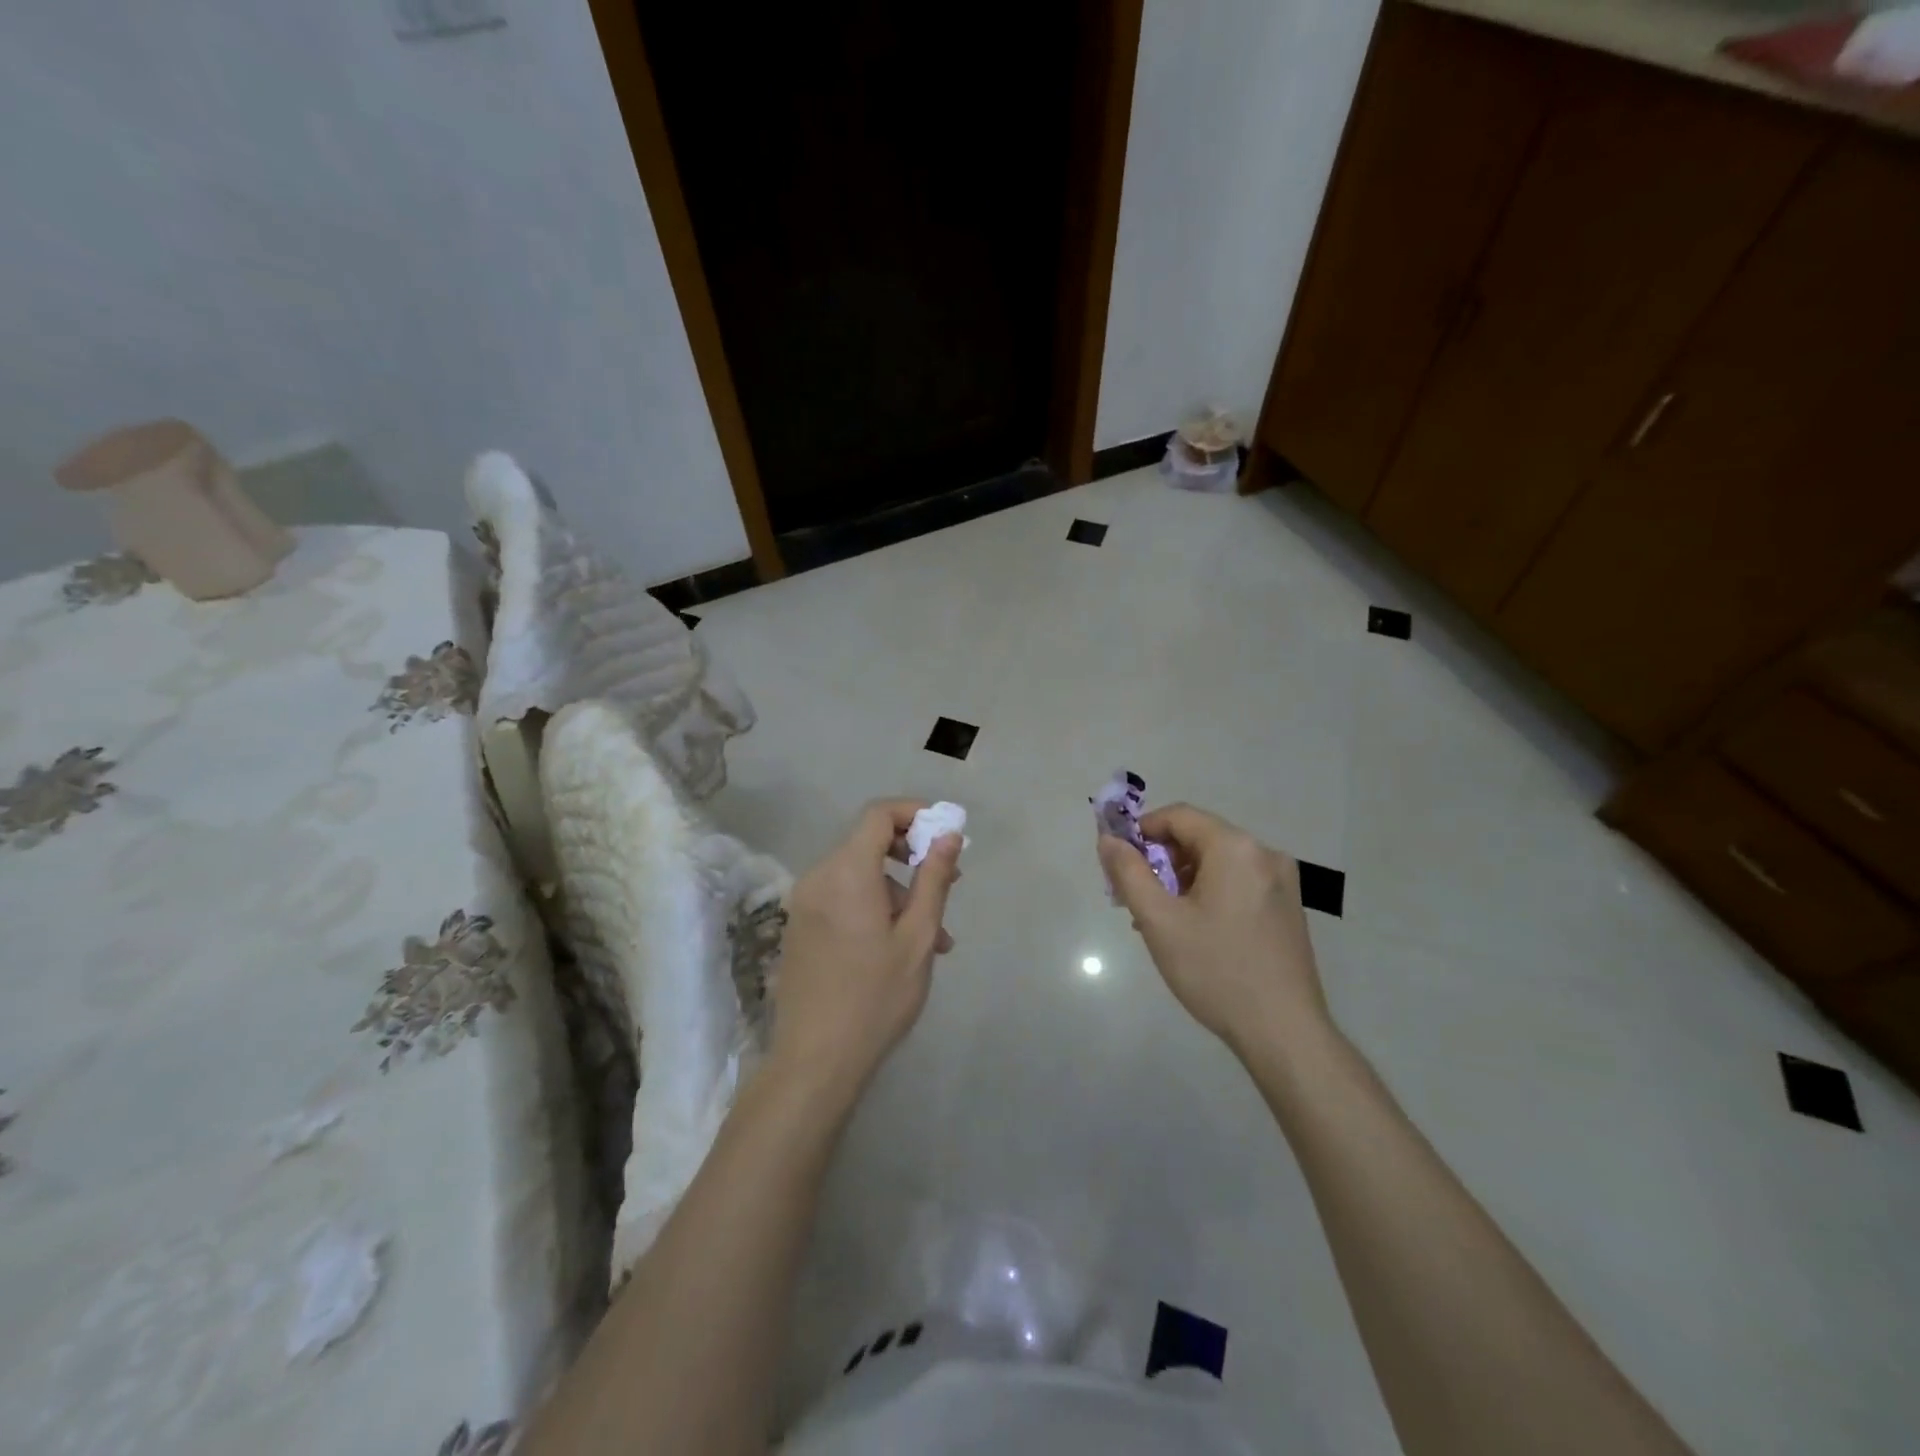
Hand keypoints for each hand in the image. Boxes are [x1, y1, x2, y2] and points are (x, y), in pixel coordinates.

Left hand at [771, 800, 963, 1100]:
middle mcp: (818, 877)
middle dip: (912, 856)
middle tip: (949, 882)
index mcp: (846, 872)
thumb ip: (933, 879)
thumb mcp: (917, 937)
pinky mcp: (800, 926)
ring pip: (859, 875)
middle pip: (868, 842)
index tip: (945, 833)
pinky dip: (873, 905)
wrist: (815, 1061)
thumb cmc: (876, 997)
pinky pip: (843, 897)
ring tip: (934, 936)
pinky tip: (900, 946)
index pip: (878, 814)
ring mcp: (804, 903)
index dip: (914, 813)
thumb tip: (948, 835)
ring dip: (898, 891)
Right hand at [1098, 804, 1327, 1057]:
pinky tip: (1194, 929)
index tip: (1119, 862)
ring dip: (1183, 879)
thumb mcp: (1159, 921)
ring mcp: (1282, 882)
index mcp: (1235, 848)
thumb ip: (1128, 873)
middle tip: (1136, 897)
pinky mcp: (1288, 908)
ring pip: (1218, 862)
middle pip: (1199, 837)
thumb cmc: (1215, 970)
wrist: (1284, 1032)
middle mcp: (1264, 854)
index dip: (1142, 831)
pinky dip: (1209, 892)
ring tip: (1161, 919)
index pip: (1179, 816)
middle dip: (1161, 860)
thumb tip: (1108, 840)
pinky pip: (1238, 882)